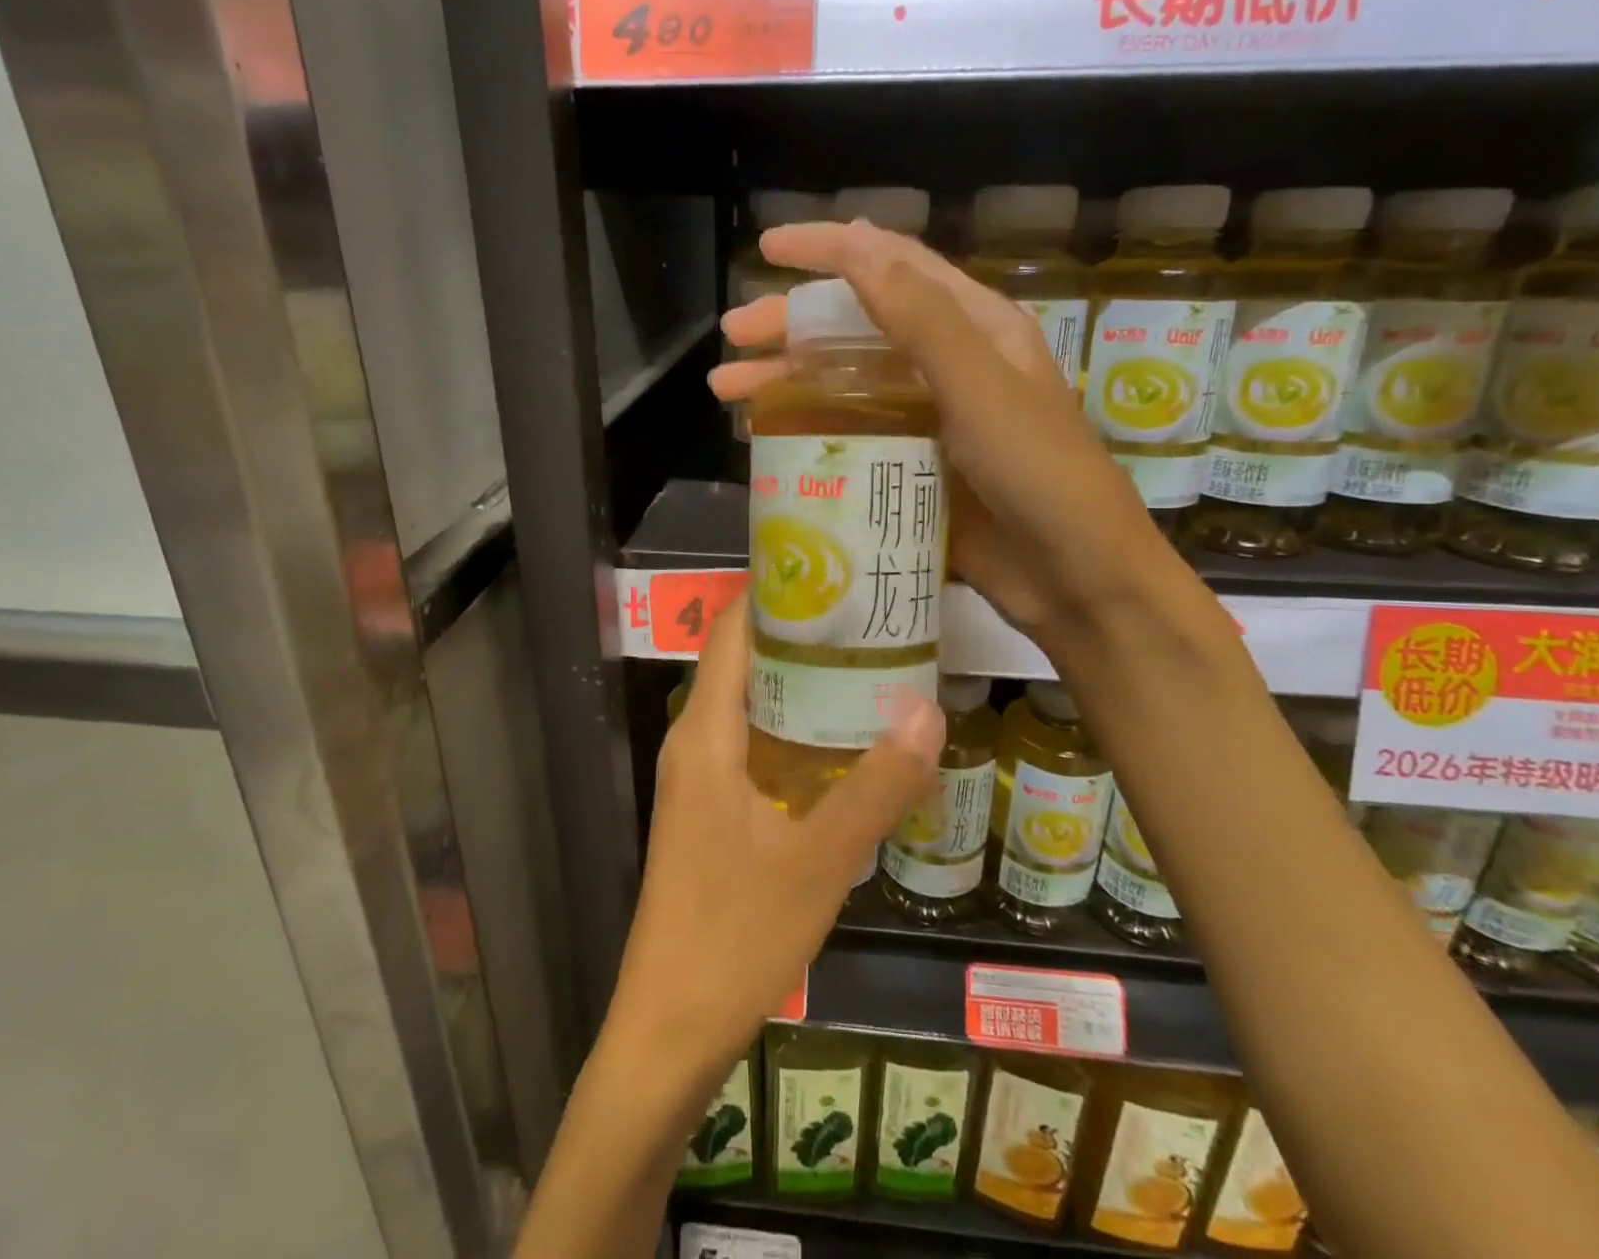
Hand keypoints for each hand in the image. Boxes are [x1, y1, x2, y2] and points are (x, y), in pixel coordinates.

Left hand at [604, 596, 943, 1082]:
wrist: (670, 1027)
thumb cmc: (736, 936)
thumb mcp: (820, 860)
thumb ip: (876, 785)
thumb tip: (929, 708)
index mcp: (705, 734)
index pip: (734, 631)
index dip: (778, 593)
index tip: (838, 572)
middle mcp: (694, 741)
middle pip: (745, 660)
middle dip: (803, 634)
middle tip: (874, 615)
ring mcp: (699, 778)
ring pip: (750, 704)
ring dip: (801, 682)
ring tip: (871, 662)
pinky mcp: (710, 810)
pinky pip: (752, 743)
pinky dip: (794, 727)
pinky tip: (845, 740)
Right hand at [712, 220, 1192, 642]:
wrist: (1076, 577)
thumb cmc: (1041, 473)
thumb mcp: (981, 387)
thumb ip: (920, 318)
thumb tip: (856, 244)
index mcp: (974, 327)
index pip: (893, 266)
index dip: (830, 249)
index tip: (768, 246)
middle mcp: (947, 364)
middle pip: (856, 326)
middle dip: (791, 325)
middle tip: (731, 337)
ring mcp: (928, 420)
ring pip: (846, 382)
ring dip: (787, 379)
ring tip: (726, 390)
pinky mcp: (913, 468)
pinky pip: (851, 435)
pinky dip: (810, 429)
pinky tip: (768, 438)